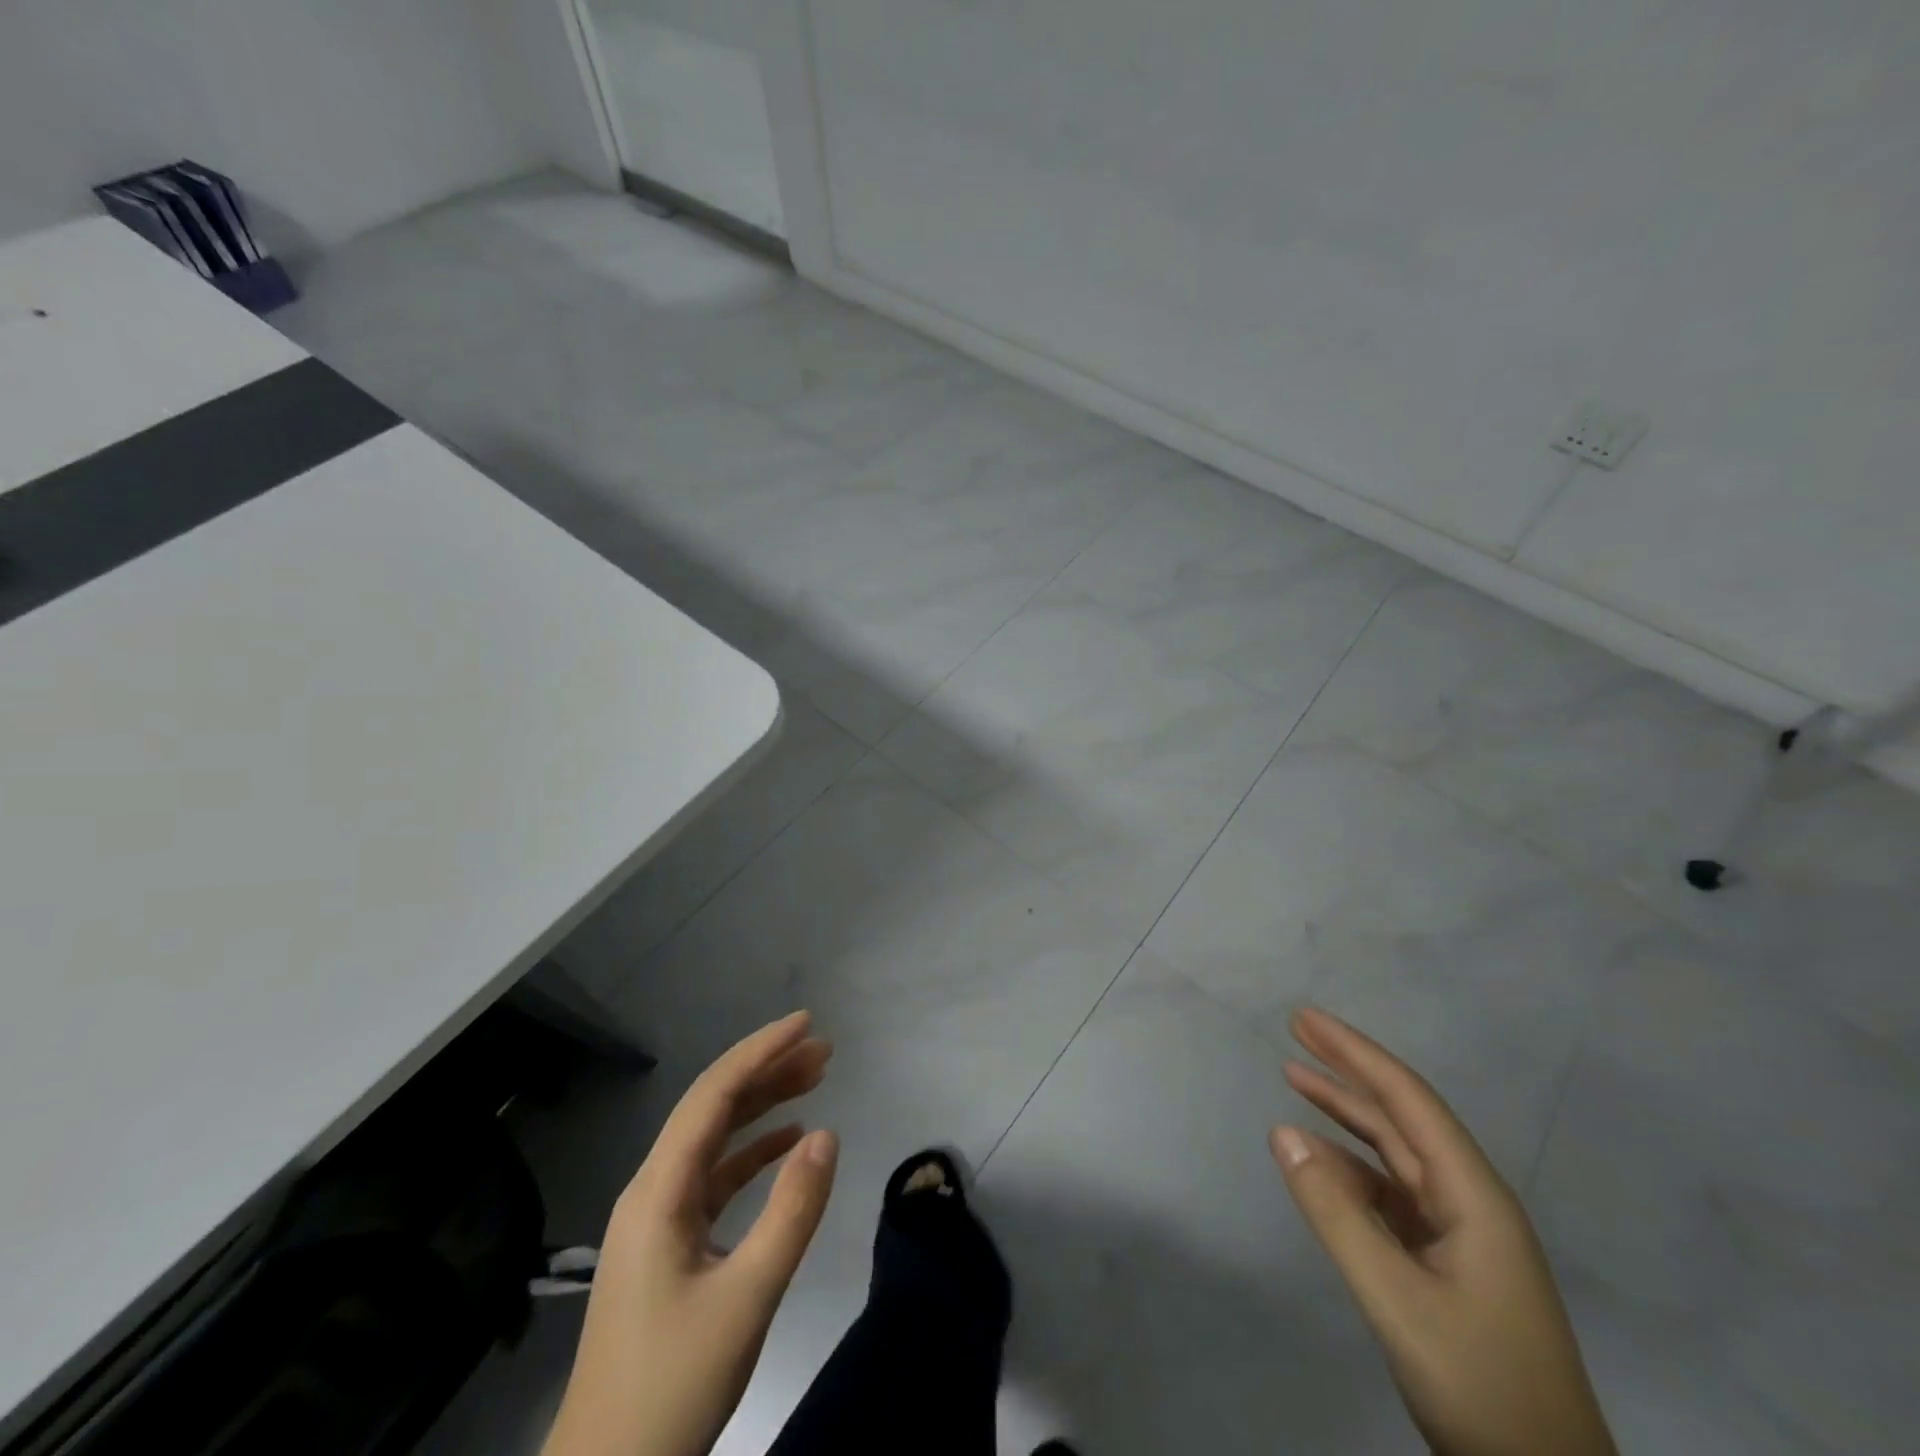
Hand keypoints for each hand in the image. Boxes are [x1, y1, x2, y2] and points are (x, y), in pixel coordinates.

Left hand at [544, 1012, 838, 1455]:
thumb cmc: (672, 1386)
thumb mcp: (746, 1298)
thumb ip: (791, 1212)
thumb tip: (826, 1133)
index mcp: (659, 1191)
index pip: (714, 1095)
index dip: (760, 1051)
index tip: (806, 1023)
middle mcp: (653, 1190)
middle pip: (713, 1108)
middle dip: (768, 1071)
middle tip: (824, 1051)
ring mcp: (658, 1218)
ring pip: (715, 1140)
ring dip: (763, 1106)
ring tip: (815, 1080)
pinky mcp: (669, 1245)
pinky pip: (715, 1177)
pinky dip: (752, 1152)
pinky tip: (787, 1143)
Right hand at [1270, 1008, 1615, 1455]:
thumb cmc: (1481, 1385)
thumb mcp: (1397, 1299)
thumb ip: (1336, 1213)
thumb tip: (1282, 1132)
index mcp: (1474, 1196)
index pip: (1407, 1100)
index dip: (1355, 1053)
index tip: (1305, 1019)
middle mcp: (1470, 1200)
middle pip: (1402, 1116)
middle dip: (1349, 1069)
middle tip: (1296, 1030)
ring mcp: (1461, 1233)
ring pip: (1394, 1152)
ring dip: (1346, 1114)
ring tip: (1295, 1078)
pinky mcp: (1448, 1262)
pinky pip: (1390, 1193)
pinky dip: (1349, 1167)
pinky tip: (1318, 1162)